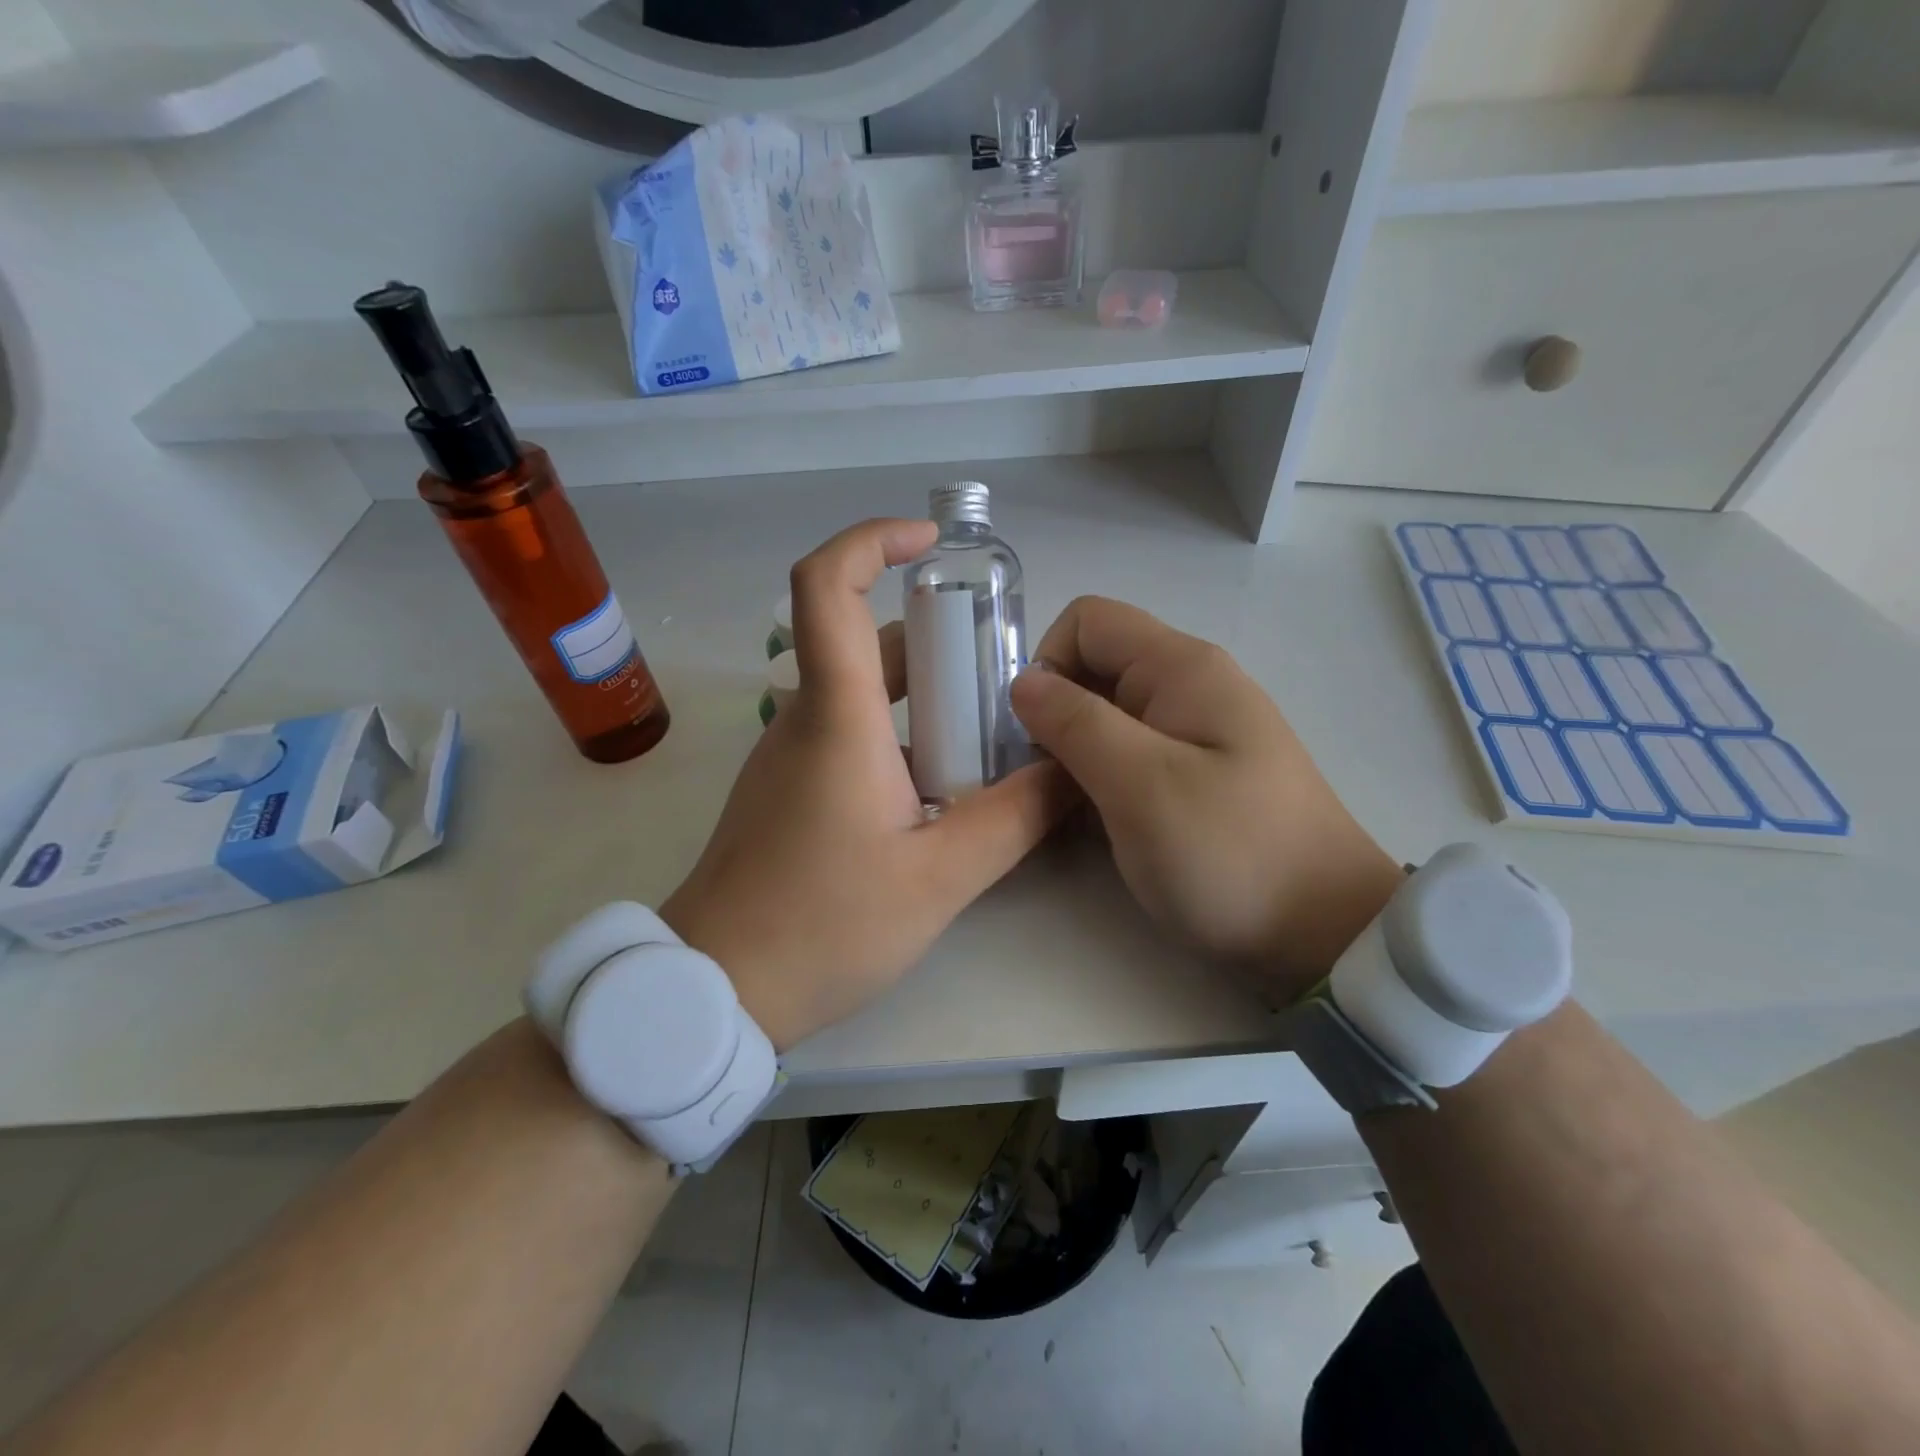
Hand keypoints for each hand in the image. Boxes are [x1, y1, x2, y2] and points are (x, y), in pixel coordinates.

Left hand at [661, 519, 1072, 1050]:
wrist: (718, 988)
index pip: (825, 585)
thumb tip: (1072, 770)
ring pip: (863, 695)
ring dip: (926, 699)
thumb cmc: (823, 926)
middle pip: (867, 643)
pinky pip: (850, 736)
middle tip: (1003, 672)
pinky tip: (945, 788)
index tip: (930, 543)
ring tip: (991, 735)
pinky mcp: (789, 790)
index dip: (871, 540)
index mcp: (836, 717)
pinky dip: (902, 736)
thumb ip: (1014, 818)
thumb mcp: (939, 878)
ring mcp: (791, 755)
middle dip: (938, 642)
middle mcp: (806, 719)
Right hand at [1009, 596, 1402, 1000]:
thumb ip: (1075, 722)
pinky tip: (1107, 822)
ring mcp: (1199, 731)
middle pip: (1097, 666)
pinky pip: (1132, 753)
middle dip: (1058, 714)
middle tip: (1053, 782)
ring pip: (1110, 714)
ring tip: (1077, 810)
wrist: (1324, 933)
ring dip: (1078, 752)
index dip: (1048, 664)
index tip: (1040, 735)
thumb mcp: (1140, 784)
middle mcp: (1191, 685)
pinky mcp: (1200, 773)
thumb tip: (1024, 683)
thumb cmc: (1229, 852)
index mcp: (1181, 667)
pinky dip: (1105, 777)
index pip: (1087, 620)